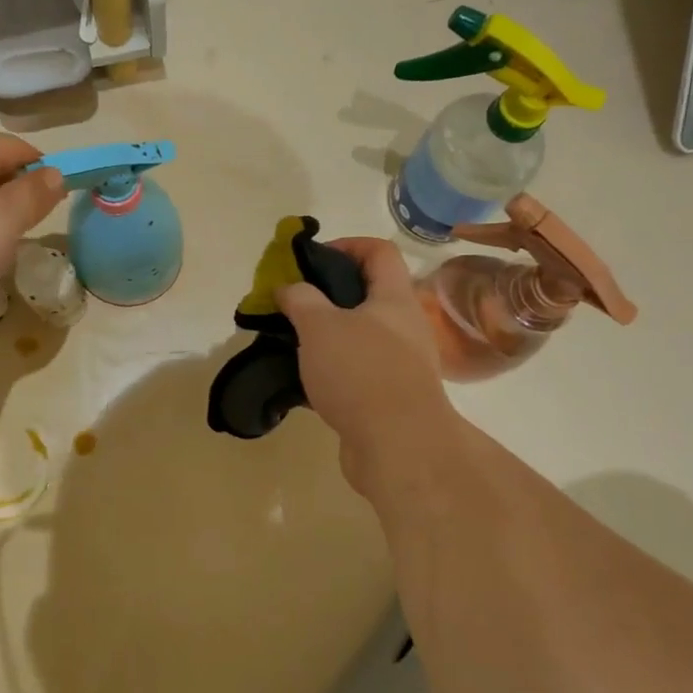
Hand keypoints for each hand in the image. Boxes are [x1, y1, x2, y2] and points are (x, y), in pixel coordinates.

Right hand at [277, 237, 459, 496]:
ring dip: (326, 335)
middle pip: (367, 294)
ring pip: (358, 335)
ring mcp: (400, 364)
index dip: (346, 245)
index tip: (311, 260)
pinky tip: (303, 379)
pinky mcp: (389, 397)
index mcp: (394, 298)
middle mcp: (404, 326)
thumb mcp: (320, 326)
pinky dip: (331, 370)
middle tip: (293, 303)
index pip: (379, 251)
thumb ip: (300, 299)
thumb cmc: (361, 372)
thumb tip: (288, 287)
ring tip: (291, 341)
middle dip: (327, 294)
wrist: (399, 447)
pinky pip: (356, 371)